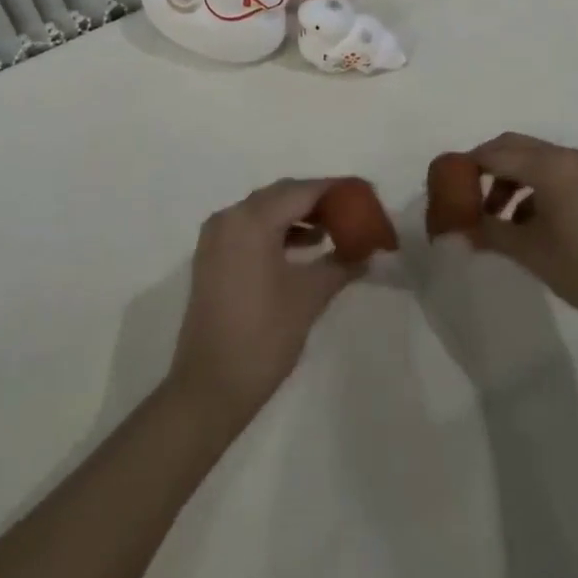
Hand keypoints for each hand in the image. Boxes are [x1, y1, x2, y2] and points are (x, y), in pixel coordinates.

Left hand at [167, 178, 360, 427]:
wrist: (209, 388)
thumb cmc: (263, 337)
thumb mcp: (309, 297)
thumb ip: (341, 265)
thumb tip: (368, 253)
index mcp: (252, 219)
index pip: (301, 191)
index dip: (335, 190)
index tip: (363, 194)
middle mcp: (230, 216)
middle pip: (281, 195)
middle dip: (316, 201)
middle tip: (350, 212)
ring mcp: (216, 236)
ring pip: (264, 211)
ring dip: (296, 216)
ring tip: (331, 232)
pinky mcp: (211, 257)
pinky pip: (249, 228)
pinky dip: (276, 231)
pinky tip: (301, 249)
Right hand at [465, 133, 577, 331]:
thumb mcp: (531, 252)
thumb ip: (491, 233)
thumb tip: (461, 230)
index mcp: (549, 165)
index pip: (495, 153)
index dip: (467, 165)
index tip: (447, 183)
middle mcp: (566, 156)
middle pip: (514, 146)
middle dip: (487, 166)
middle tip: (467, 194)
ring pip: (533, 159)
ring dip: (509, 179)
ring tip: (495, 216)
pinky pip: (553, 172)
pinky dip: (532, 187)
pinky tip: (525, 223)